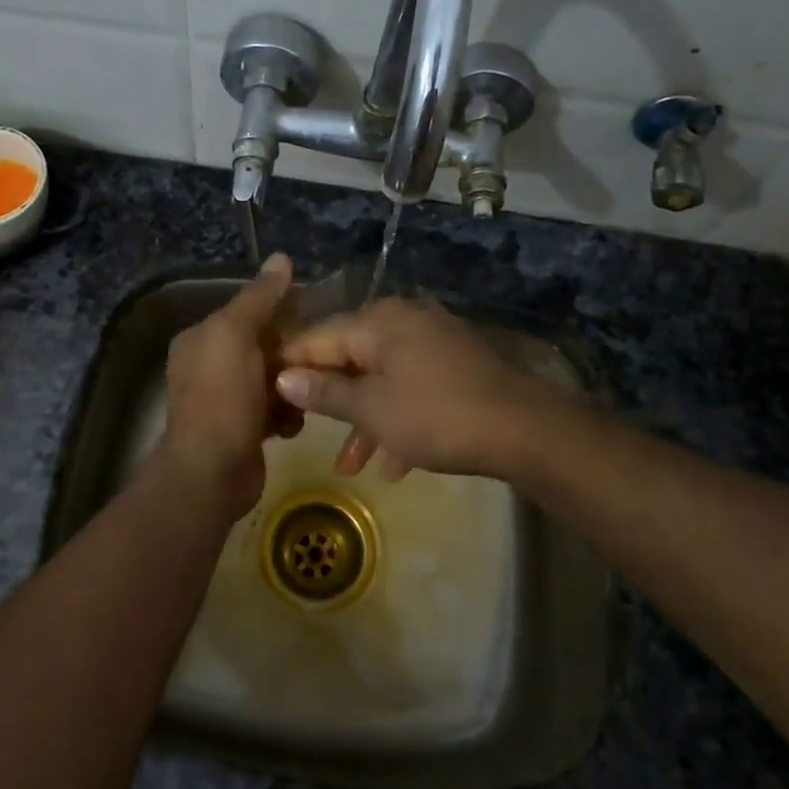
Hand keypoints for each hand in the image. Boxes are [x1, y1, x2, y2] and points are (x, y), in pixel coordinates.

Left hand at [154, 253, 297, 523]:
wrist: (212, 471)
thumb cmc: (222, 397)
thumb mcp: (236, 335)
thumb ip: (259, 297)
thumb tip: (281, 257)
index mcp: (201, 338)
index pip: (247, 311)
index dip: (280, 311)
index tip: (315, 316)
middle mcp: (209, 365)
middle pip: (263, 345)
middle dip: (291, 352)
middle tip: (320, 359)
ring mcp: (225, 399)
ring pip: (273, 378)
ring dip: (292, 385)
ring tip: (307, 393)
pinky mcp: (242, 428)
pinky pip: (274, 409)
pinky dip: (286, 414)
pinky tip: (293, 423)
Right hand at [274, 297, 560, 480]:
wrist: (522, 430)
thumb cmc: (435, 416)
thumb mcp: (372, 410)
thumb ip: (324, 393)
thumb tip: (282, 377)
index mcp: (378, 321)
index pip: (318, 338)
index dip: (290, 366)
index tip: (265, 394)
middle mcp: (403, 320)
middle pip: (350, 358)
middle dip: (331, 403)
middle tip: (304, 433)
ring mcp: (432, 340)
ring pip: (383, 379)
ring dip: (365, 421)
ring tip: (350, 467)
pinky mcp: (454, 363)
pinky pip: (413, 387)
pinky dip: (399, 418)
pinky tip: (395, 465)